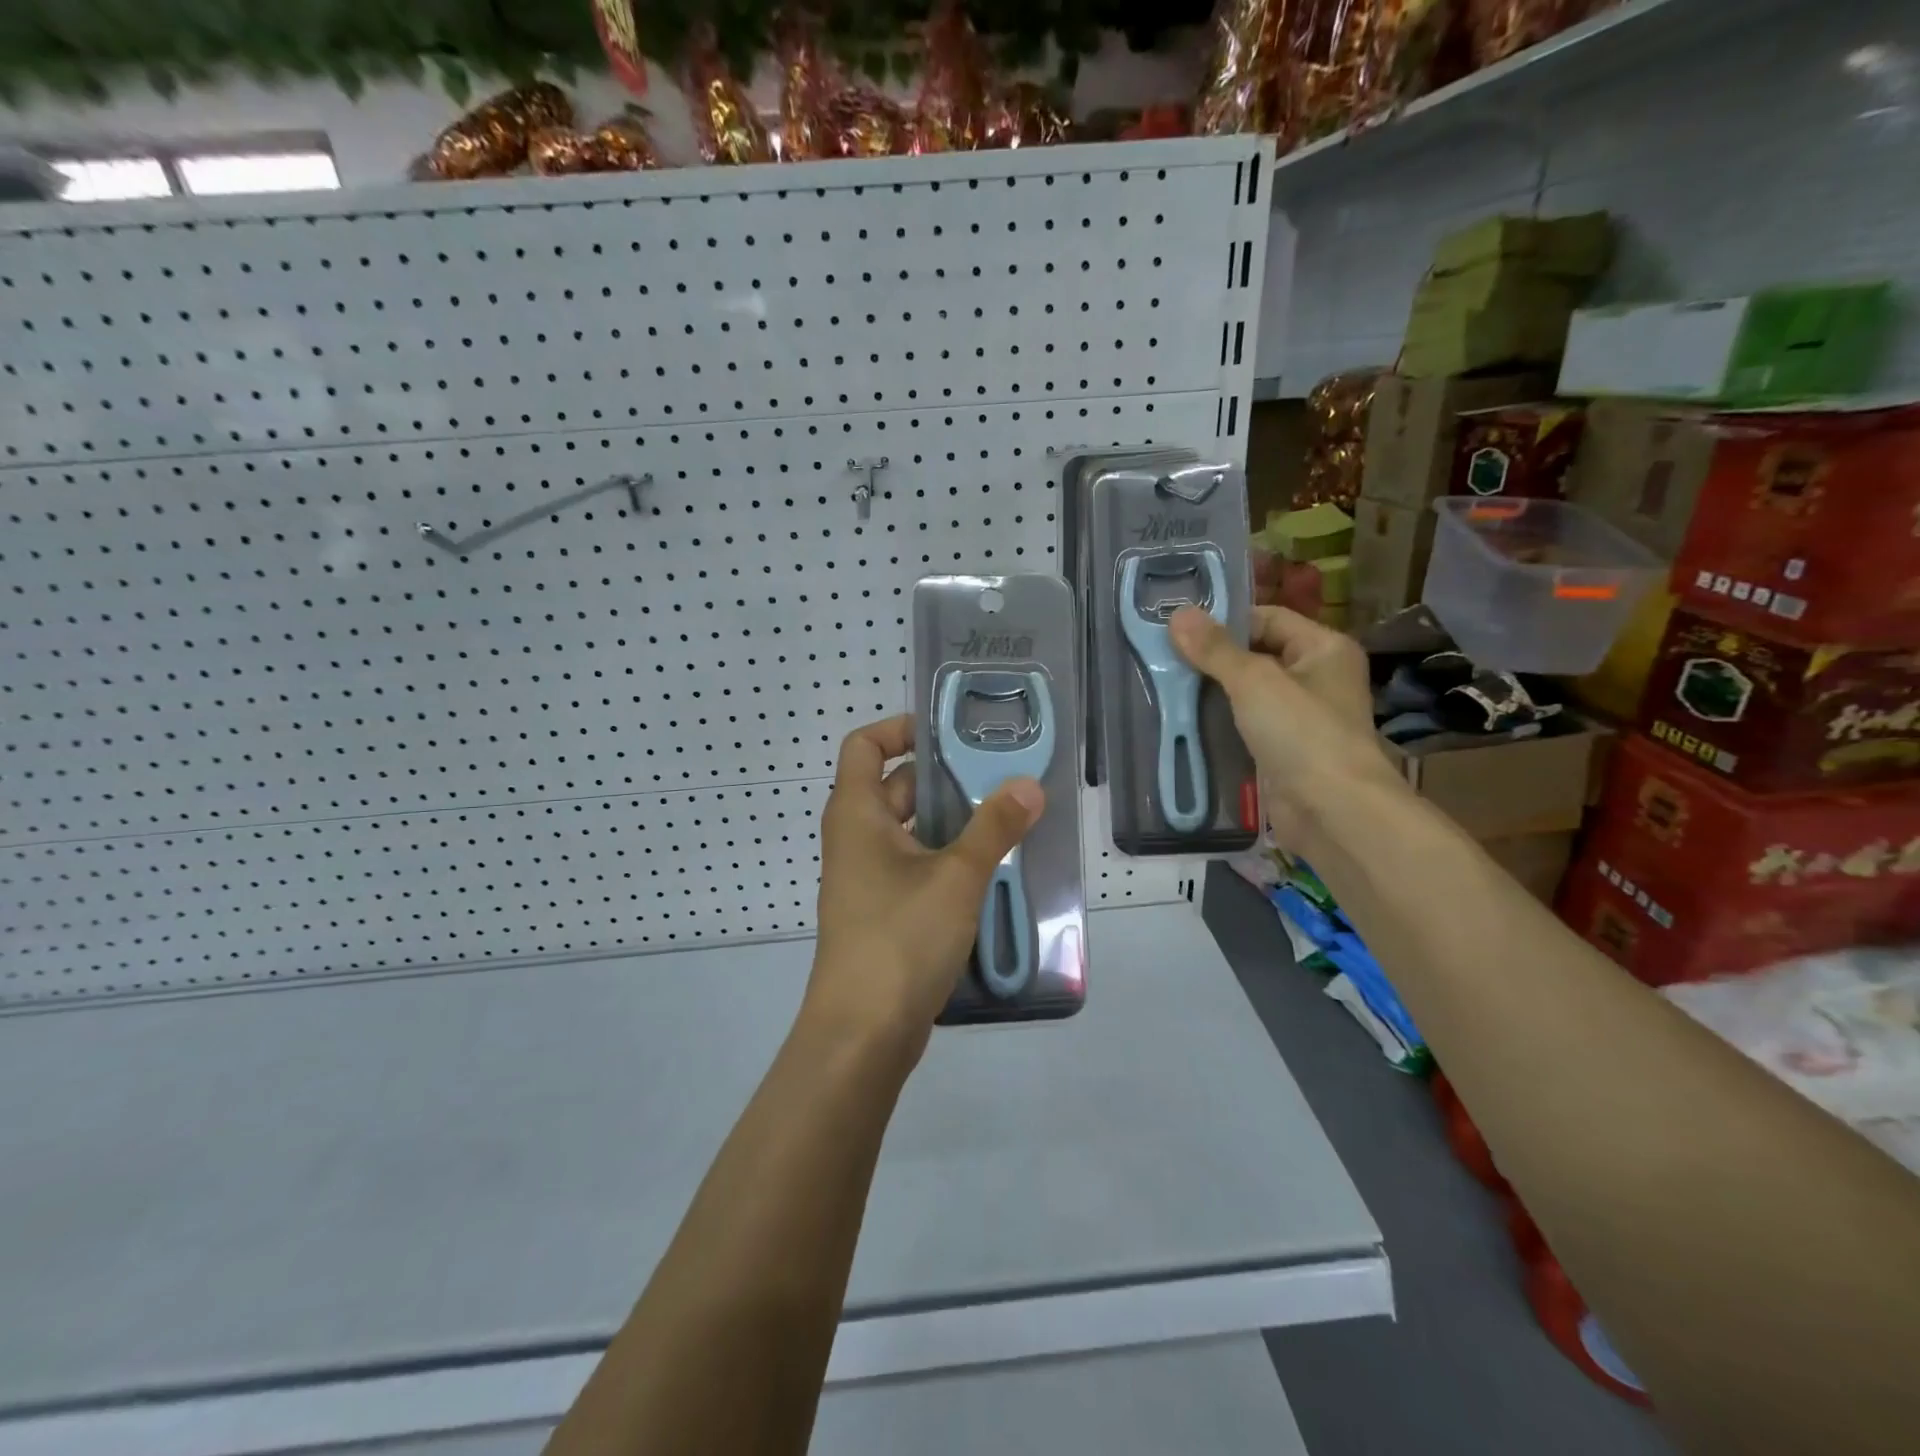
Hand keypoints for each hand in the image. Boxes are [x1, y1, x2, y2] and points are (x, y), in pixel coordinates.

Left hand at [806, 714, 1043, 1057]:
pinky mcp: (883, 912)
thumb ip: (994, 828)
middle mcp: (855, 839)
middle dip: (945, 778)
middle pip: (896, 787)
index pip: (864, 745)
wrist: (862, 1035)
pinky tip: (992, 869)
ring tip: (1008, 817)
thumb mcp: (956, 877)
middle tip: (1000, 775)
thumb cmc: (900, 939)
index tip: (949, 734)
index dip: (900, 729)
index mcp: (856, 814)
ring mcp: (867, 879)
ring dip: (953, 822)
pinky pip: (916, 867)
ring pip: (911, 831)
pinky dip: (947, 859)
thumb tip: (1028, 786)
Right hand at [1171, 604, 1394, 849]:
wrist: (1332, 811)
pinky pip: (1245, 727)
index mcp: (1323, 648)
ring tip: (1164, 686)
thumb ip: (1215, 649)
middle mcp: (1316, 678)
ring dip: (1211, 693)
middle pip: (1255, 655)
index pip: (1267, 618)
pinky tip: (1183, 721)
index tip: (1178, 627)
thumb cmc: (1302, 733)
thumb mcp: (1254, 681)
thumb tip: (1178, 614)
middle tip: (1162, 657)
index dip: (1225, 621)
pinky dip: (1218, 724)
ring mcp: (1300, 718)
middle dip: (1211, 658)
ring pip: (1247, 694)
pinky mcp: (1282, 751)